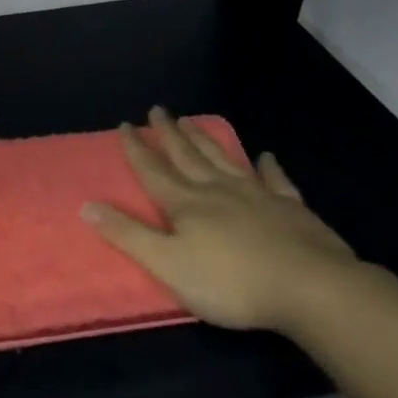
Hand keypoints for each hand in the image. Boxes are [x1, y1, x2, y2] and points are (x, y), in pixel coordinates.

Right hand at [80, 107, 357, 333]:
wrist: (310, 287)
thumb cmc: (231, 283)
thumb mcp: (168, 265)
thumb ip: (128, 235)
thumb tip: (87, 205)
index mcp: (186, 205)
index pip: (154, 171)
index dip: (137, 149)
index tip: (125, 124)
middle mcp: (218, 191)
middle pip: (188, 156)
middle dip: (170, 134)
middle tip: (158, 110)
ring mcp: (258, 196)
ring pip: (225, 160)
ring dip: (206, 140)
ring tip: (193, 120)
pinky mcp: (290, 208)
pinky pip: (275, 180)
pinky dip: (268, 166)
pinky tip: (265, 155)